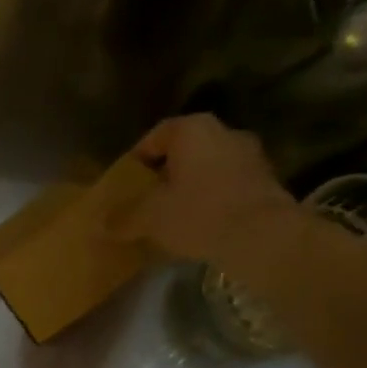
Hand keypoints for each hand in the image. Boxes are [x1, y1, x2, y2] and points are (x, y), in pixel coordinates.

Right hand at [109, 114, 297, 267]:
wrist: (263, 237)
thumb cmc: (198, 213)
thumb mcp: (149, 217)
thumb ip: (123, 217)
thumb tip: (100, 224)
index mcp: (193, 130)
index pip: (156, 135)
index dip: (137, 157)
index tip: (125, 182)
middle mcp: (225, 133)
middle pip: (184, 151)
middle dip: (164, 173)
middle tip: (145, 199)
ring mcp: (251, 156)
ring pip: (207, 168)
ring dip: (189, 187)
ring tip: (170, 215)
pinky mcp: (266, 182)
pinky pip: (227, 187)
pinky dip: (210, 201)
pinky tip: (198, 225)